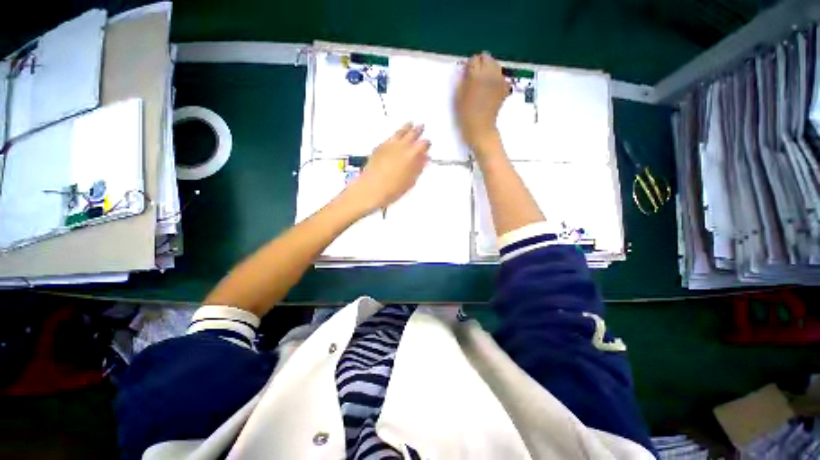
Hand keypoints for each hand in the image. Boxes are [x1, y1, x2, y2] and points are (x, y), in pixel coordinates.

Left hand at [346, 123, 429, 212]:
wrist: (372, 188)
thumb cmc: (394, 188)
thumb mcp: (411, 180)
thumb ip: (418, 167)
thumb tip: (423, 159)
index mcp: (412, 154)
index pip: (423, 144)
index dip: (427, 143)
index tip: (428, 144)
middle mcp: (401, 145)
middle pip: (412, 133)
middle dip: (417, 130)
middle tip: (421, 126)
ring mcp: (389, 144)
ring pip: (399, 132)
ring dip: (406, 128)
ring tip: (410, 124)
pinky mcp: (379, 147)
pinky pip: (389, 137)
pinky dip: (395, 136)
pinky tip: (395, 137)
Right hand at [455, 52, 509, 151]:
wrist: (480, 128)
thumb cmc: (466, 115)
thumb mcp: (458, 97)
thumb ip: (461, 80)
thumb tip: (464, 70)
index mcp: (476, 75)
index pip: (474, 60)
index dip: (469, 65)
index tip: (466, 72)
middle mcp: (490, 74)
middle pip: (487, 58)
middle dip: (481, 63)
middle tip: (475, 74)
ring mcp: (499, 81)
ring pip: (496, 65)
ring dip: (490, 68)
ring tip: (484, 79)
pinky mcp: (505, 88)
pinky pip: (502, 76)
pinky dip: (498, 77)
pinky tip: (492, 86)